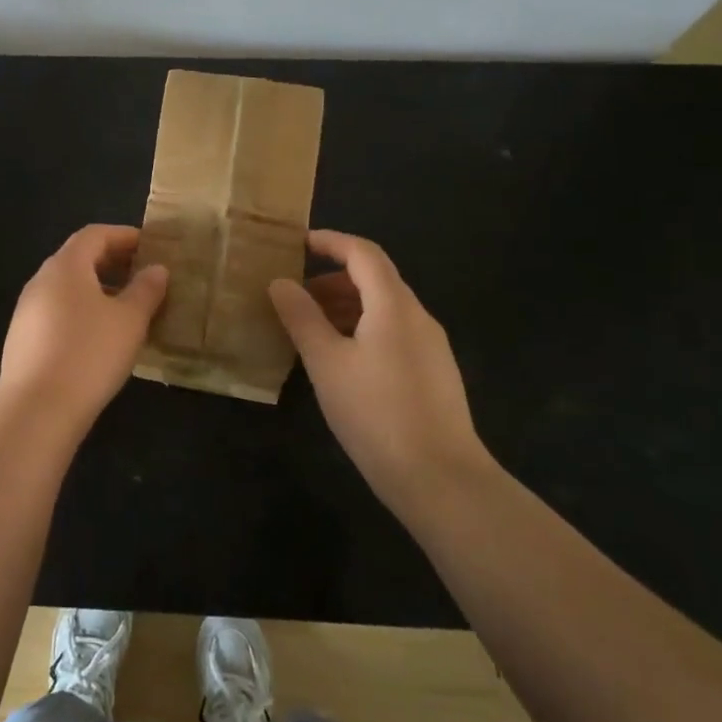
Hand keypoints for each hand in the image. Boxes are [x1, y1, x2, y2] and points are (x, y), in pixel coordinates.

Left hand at [0, 224, 168, 440]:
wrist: (36, 408)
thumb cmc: (90, 353)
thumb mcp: (130, 320)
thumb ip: (146, 290)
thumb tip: (156, 269)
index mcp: (66, 266)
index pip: (94, 234)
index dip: (123, 235)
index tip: (149, 246)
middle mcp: (41, 280)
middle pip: (78, 258)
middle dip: (111, 262)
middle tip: (142, 275)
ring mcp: (27, 310)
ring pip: (67, 288)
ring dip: (97, 289)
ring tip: (127, 308)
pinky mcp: (23, 338)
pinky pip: (57, 312)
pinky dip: (81, 311)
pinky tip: (100, 337)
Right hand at [268, 230, 491, 503]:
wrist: (441, 479)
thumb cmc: (376, 413)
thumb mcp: (326, 363)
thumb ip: (301, 318)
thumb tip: (280, 282)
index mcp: (394, 305)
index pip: (363, 253)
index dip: (330, 241)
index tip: (296, 245)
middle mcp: (418, 316)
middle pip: (375, 279)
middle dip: (332, 279)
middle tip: (295, 298)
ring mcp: (431, 346)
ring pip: (385, 308)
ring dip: (346, 307)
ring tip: (311, 331)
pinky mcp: (434, 373)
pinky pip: (394, 333)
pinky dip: (363, 329)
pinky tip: (341, 362)